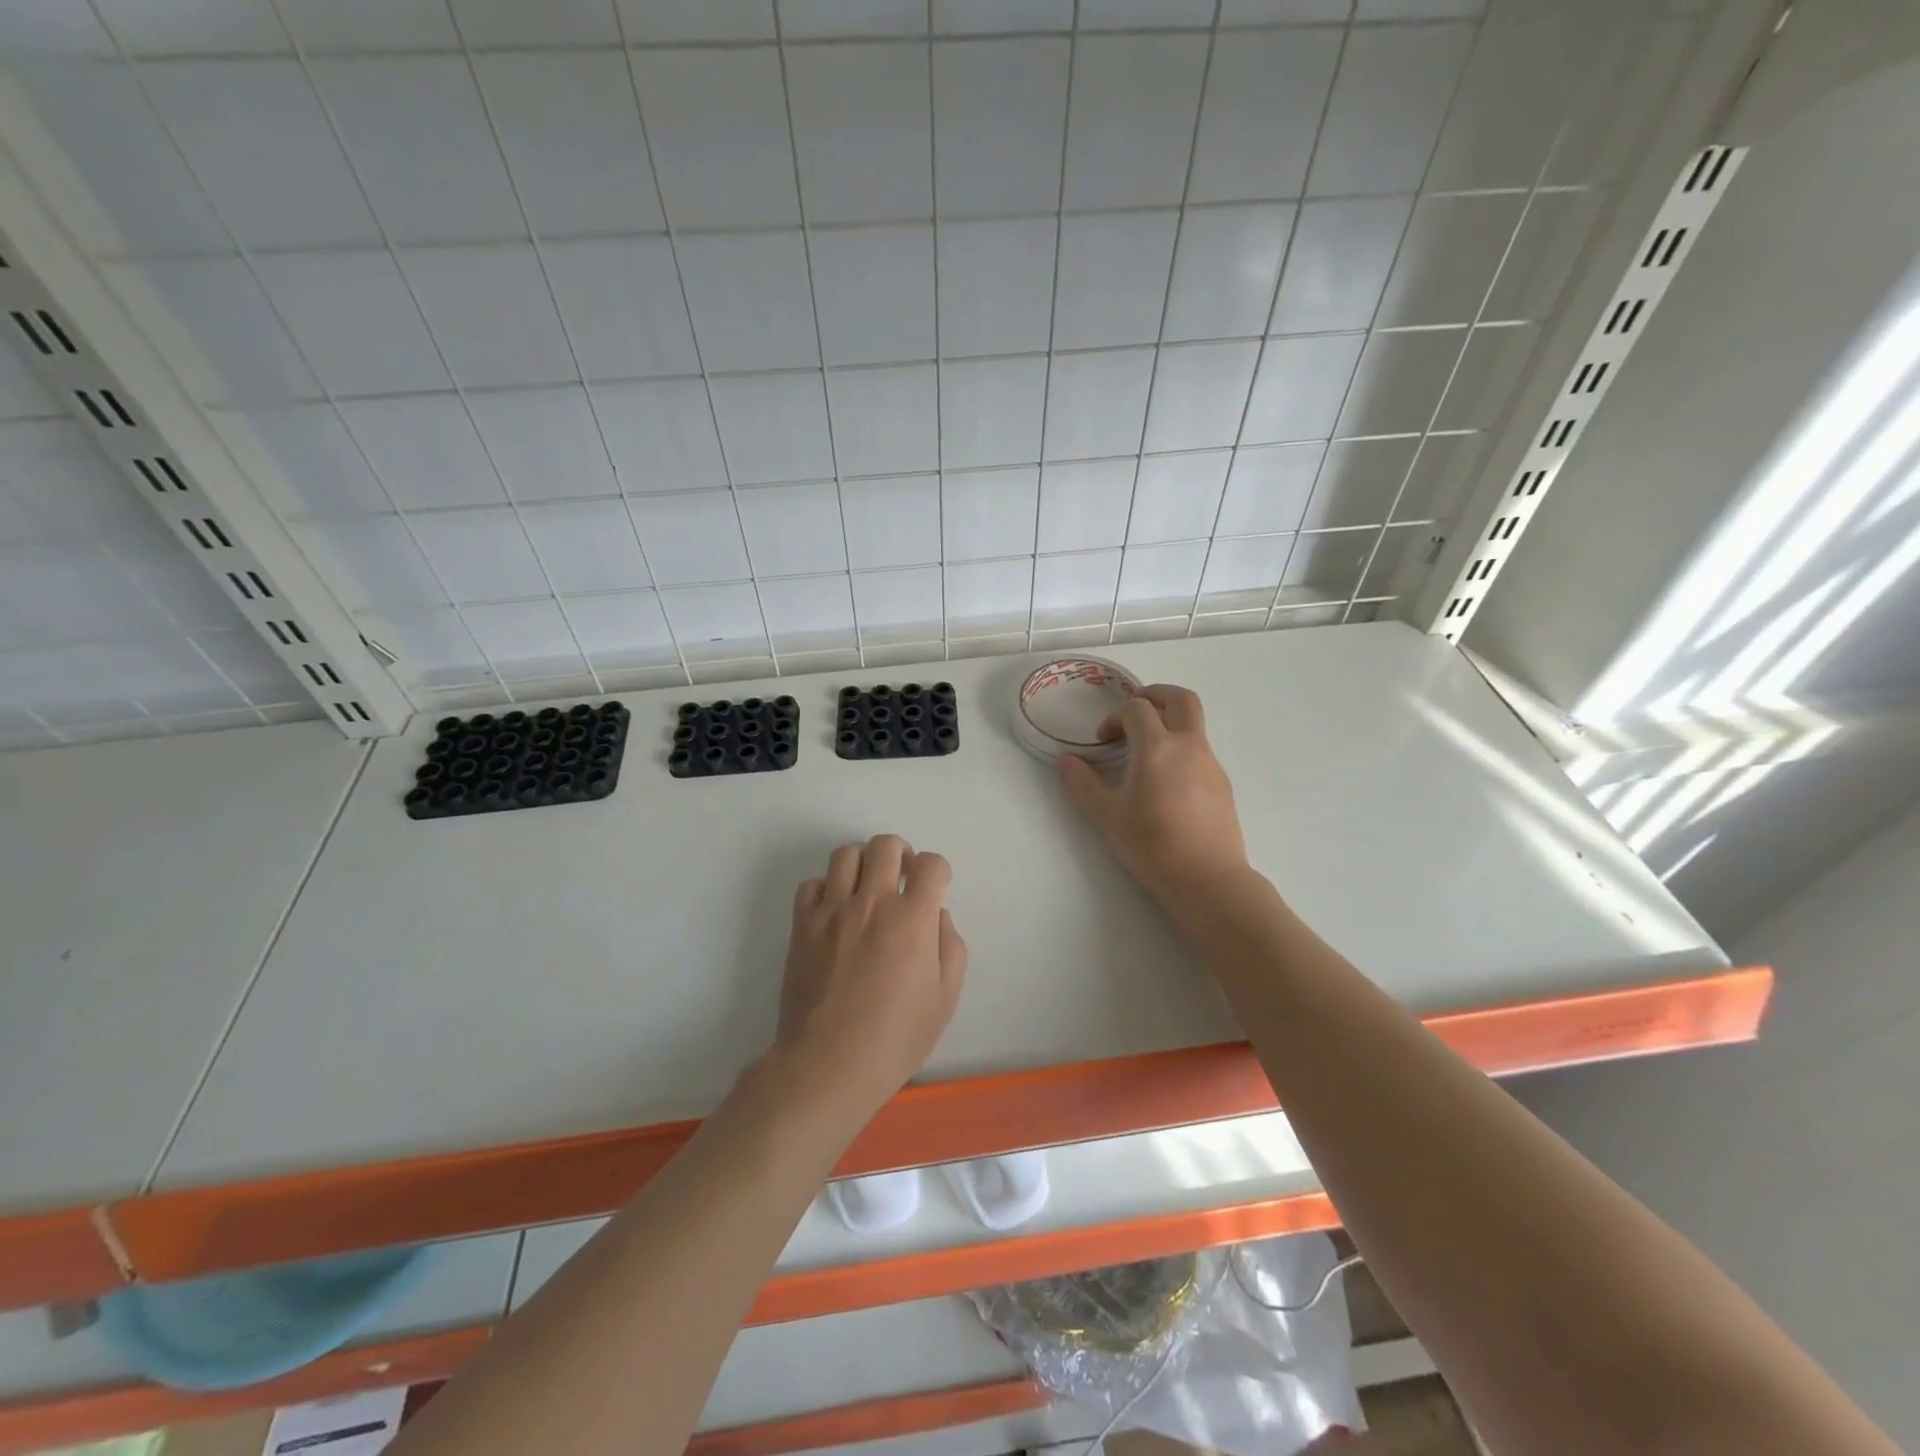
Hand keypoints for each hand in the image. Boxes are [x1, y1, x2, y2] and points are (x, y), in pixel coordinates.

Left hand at [772, 834, 967, 1121]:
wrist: (829, 1064)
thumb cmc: (896, 1038)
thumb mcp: (945, 999)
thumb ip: (950, 948)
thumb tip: (937, 917)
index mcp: (913, 918)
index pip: (931, 864)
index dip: (938, 870)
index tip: (935, 889)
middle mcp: (872, 902)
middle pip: (886, 845)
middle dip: (901, 854)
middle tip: (902, 877)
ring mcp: (833, 911)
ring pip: (846, 854)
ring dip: (863, 862)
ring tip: (866, 886)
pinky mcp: (803, 925)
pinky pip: (812, 884)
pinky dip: (826, 888)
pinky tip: (834, 910)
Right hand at [1058, 684, 1250, 904]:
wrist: (1207, 878)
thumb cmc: (1151, 844)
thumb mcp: (1106, 816)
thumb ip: (1082, 784)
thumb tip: (1066, 761)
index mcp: (1157, 747)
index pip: (1137, 709)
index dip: (1116, 717)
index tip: (1104, 740)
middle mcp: (1189, 746)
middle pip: (1180, 699)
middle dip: (1155, 695)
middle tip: (1134, 709)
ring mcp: (1211, 763)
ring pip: (1193, 724)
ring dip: (1168, 724)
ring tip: (1145, 753)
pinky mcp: (1222, 783)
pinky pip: (1200, 750)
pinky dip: (1180, 749)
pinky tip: (1166, 782)